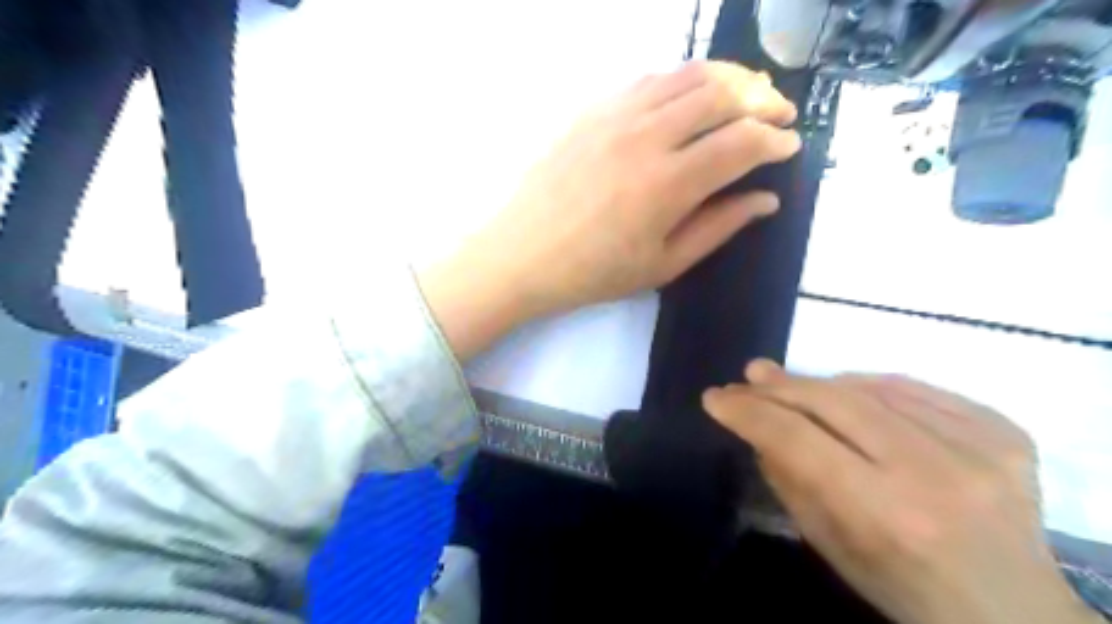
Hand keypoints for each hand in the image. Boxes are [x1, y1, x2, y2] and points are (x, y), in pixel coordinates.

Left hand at [419, 62, 799, 361]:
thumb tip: (765, 200)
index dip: (776, 141)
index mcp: (669, 184)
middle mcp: (647, 137)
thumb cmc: (593, 272)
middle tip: (780, 114)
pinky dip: (682, 80)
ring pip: (687, 76)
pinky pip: (648, 80)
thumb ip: (718, 227)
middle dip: (764, 100)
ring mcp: (615, 116)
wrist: (521, 255)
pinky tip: (689, 96)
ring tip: (746, 95)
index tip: (790, 147)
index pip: (742, 143)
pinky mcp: (591, 110)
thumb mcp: (662, 265)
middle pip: (723, 95)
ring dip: (728, 80)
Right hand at [697, 362, 1097, 622]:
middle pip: (835, 402)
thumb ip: (788, 478)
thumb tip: (758, 425)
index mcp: (885, 513)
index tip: (717, 397)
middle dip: (782, 386)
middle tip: (750, 375)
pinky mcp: (1004, 432)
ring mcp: (978, 447)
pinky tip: (849, 390)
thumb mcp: (828, 545)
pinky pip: (916, 389)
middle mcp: (934, 472)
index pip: (797, 439)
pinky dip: (872, 386)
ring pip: (873, 388)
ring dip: (822, 383)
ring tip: (790, 383)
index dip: (750, 412)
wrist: (1011, 612)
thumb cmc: (902, 587)